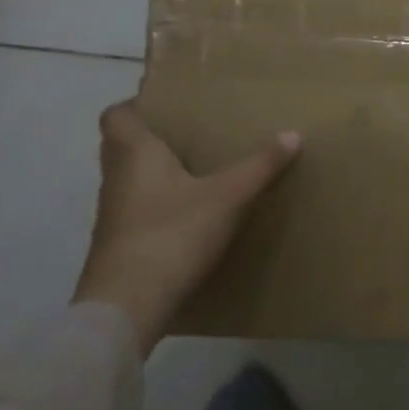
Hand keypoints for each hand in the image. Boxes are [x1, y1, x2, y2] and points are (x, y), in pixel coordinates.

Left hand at [73, 101, 299, 353]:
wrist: (128, 304)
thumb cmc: (172, 233)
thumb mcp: (227, 196)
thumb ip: (260, 166)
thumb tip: (293, 133)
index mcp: (134, 154)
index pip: (117, 115)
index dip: (138, 105)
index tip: (170, 106)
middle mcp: (117, 178)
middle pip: (124, 146)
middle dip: (156, 139)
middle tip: (195, 135)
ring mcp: (115, 215)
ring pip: (132, 180)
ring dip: (159, 174)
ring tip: (201, 171)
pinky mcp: (121, 245)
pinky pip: (140, 211)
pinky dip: (161, 206)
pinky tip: (193, 215)